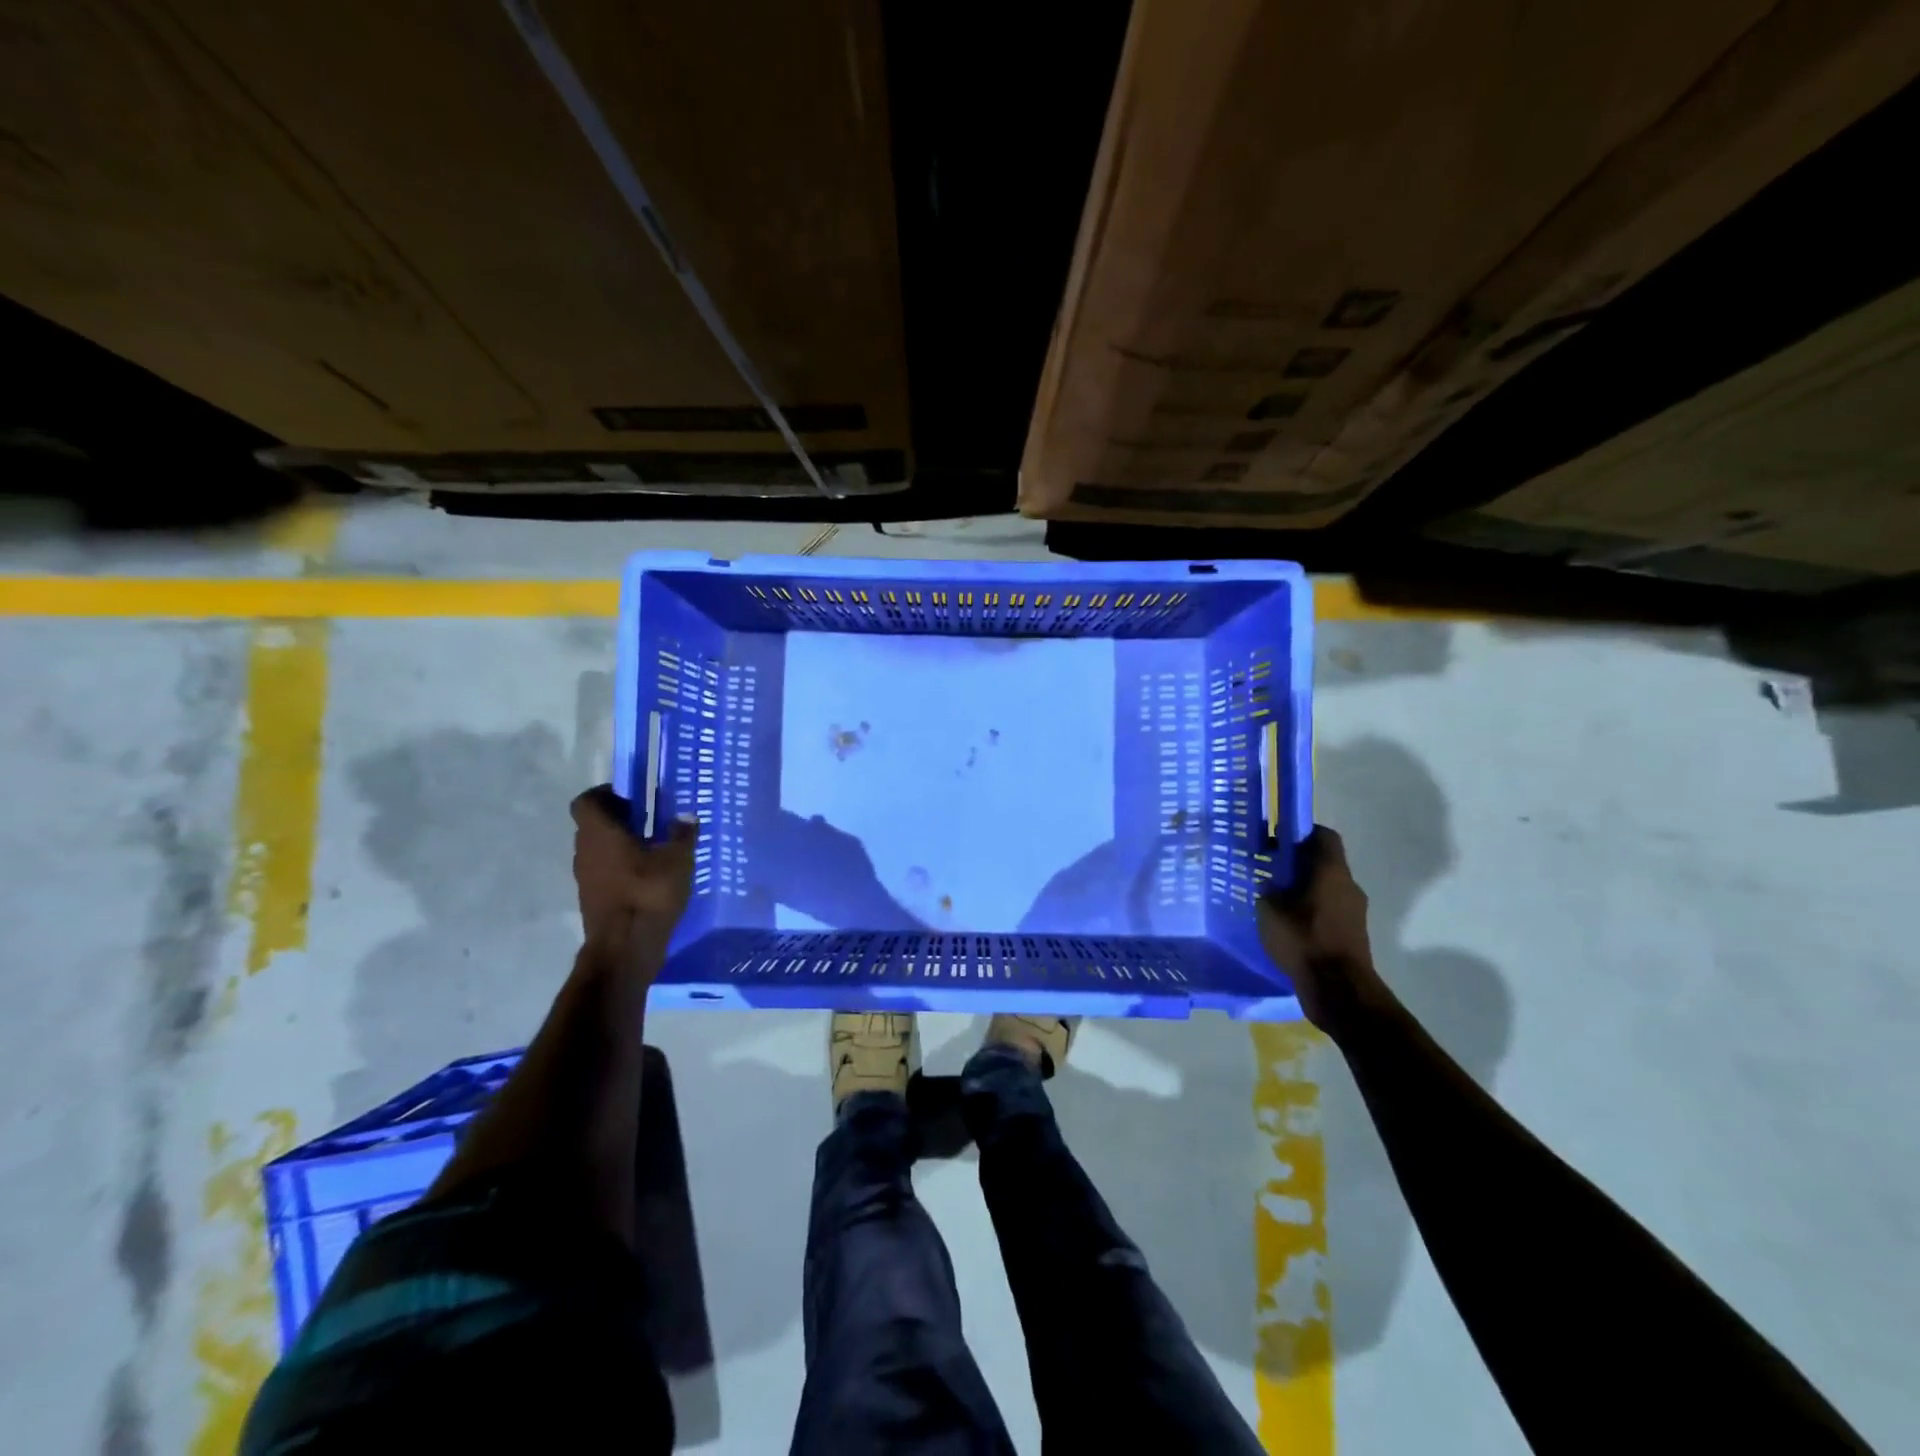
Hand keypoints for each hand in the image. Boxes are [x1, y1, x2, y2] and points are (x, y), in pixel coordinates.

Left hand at [571, 785, 696, 977]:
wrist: (624, 949)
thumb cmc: (648, 894)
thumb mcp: (678, 860)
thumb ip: (682, 834)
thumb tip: (686, 816)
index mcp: (600, 833)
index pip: (587, 801)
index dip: (606, 794)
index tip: (633, 797)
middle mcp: (585, 851)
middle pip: (594, 825)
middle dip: (619, 819)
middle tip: (650, 821)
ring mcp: (585, 878)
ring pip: (599, 850)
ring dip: (620, 845)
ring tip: (654, 850)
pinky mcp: (592, 899)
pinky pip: (604, 873)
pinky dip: (621, 868)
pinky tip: (649, 877)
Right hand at [1257, 826, 1389, 1036]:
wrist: (1338, 989)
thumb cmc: (1304, 939)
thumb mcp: (1270, 909)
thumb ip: (1268, 889)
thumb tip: (1270, 881)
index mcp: (1332, 871)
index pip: (1324, 836)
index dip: (1301, 833)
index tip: (1277, 839)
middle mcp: (1348, 886)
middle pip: (1324, 863)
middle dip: (1297, 864)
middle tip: (1269, 870)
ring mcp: (1355, 912)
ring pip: (1327, 888)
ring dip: (1304, 889)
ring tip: (1275, 901)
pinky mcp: (1353, 934)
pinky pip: (1329, 911)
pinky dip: (1311, 911)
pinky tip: (1288, 925)